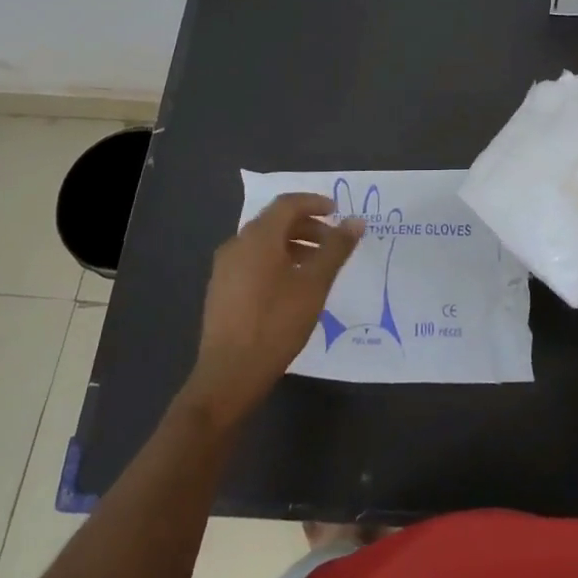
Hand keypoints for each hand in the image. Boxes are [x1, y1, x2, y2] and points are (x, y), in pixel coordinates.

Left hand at [184, 194, 363, 425]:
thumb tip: (355, 221)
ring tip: (317, 266)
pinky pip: (253, 261)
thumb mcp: (314, 284)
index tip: (338, 212)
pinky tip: (292, 286)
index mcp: (258, 237)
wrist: (228, 375)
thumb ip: (336, 249)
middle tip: (333, 242)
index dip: (315, 203)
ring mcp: (224, 268)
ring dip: (293, 244)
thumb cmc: (276, 323)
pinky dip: (277, 260)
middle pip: (274, 221)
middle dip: (307, 225)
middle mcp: (237, 244)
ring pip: (263, 243)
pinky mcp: (221, 290)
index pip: (287, 203)